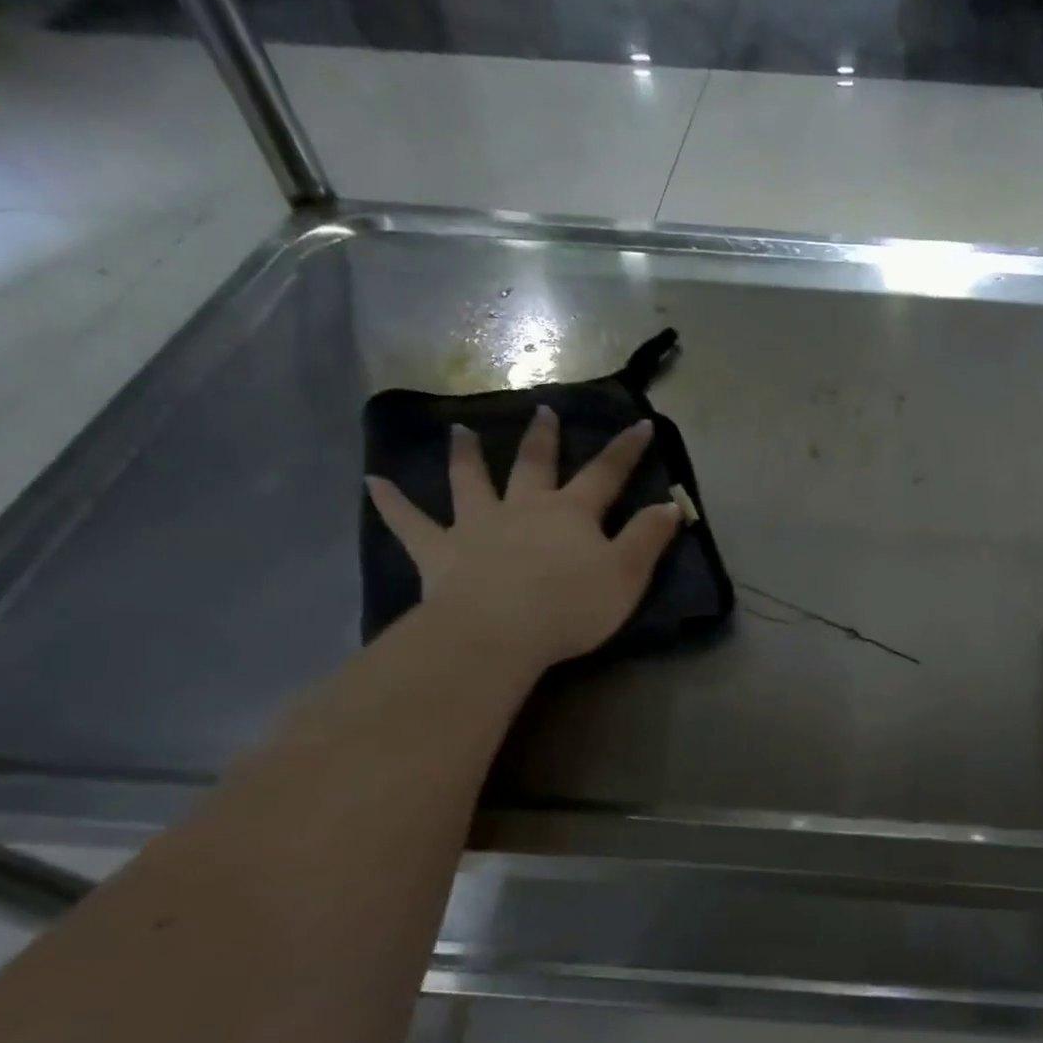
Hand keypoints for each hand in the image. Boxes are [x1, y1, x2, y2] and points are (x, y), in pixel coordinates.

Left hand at [366, 411, 680, 673]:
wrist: (499, 632)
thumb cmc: (571, 605)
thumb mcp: (626, 575)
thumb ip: (648, 538)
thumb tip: (670, 504)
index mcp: (571, 514)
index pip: (606, 474)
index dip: (626, 450)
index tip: (641, 424)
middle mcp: (523, 508)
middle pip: (534, 465)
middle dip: (543, 439)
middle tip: (542, 410)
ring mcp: (477, 526)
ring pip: (470, 482)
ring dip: (466, 456)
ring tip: (458, 430)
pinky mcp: (440, 552)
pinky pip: (410, 524)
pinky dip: (392, 503)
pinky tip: (372, 482)